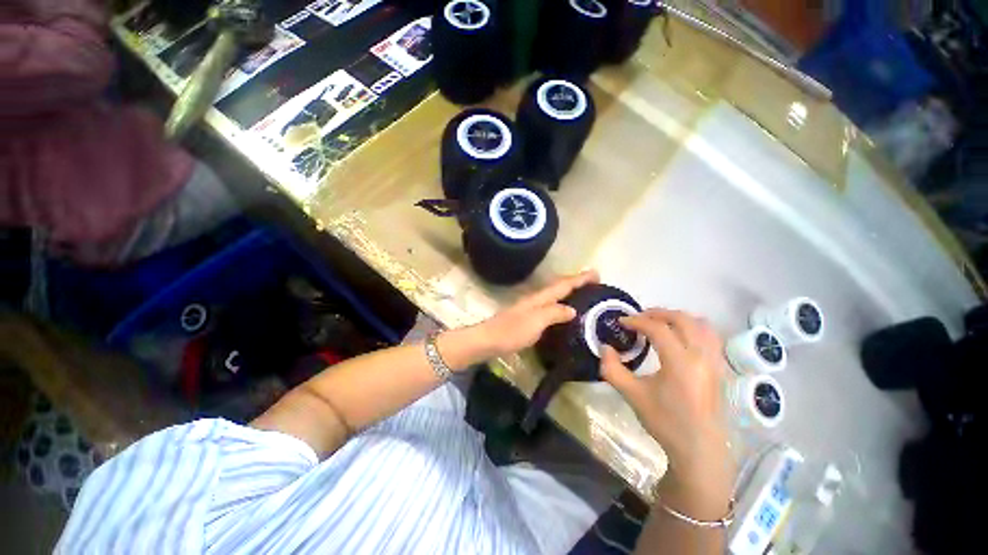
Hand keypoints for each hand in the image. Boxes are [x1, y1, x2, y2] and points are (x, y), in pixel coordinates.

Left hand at [476, 270, 598, 357]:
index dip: (580, 278)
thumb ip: (555, 313)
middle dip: (576, 282)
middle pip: (559, 287)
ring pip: (554, 296)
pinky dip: (560, 305)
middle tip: (594, 283)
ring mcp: (531, 308)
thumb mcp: (536, 321)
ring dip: (569, 292)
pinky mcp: (528, 319)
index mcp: (540, 298)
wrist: (488, 340)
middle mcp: (537, 299)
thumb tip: (573, 309)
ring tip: (584, 294)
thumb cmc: (512, 331)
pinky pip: (549, 307)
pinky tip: (564, 313)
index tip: (596, 273)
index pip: (563, 285)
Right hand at [600, 309, 731, 481]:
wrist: (699, 449)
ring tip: (659, 323)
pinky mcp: (720, 367)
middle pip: (682, 319)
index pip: (658, 329)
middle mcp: (701, 356)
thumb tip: (605, 347)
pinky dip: (693, 327)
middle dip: (657, 313)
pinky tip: (679, 337)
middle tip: (638, 317)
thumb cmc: (665, 422)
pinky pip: (709, 336)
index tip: (621, 322)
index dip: (637, 321)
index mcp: (680, 363)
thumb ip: (613, 369)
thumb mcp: (632, 395)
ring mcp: (715, 361)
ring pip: (701, 324)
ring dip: (678, 318)